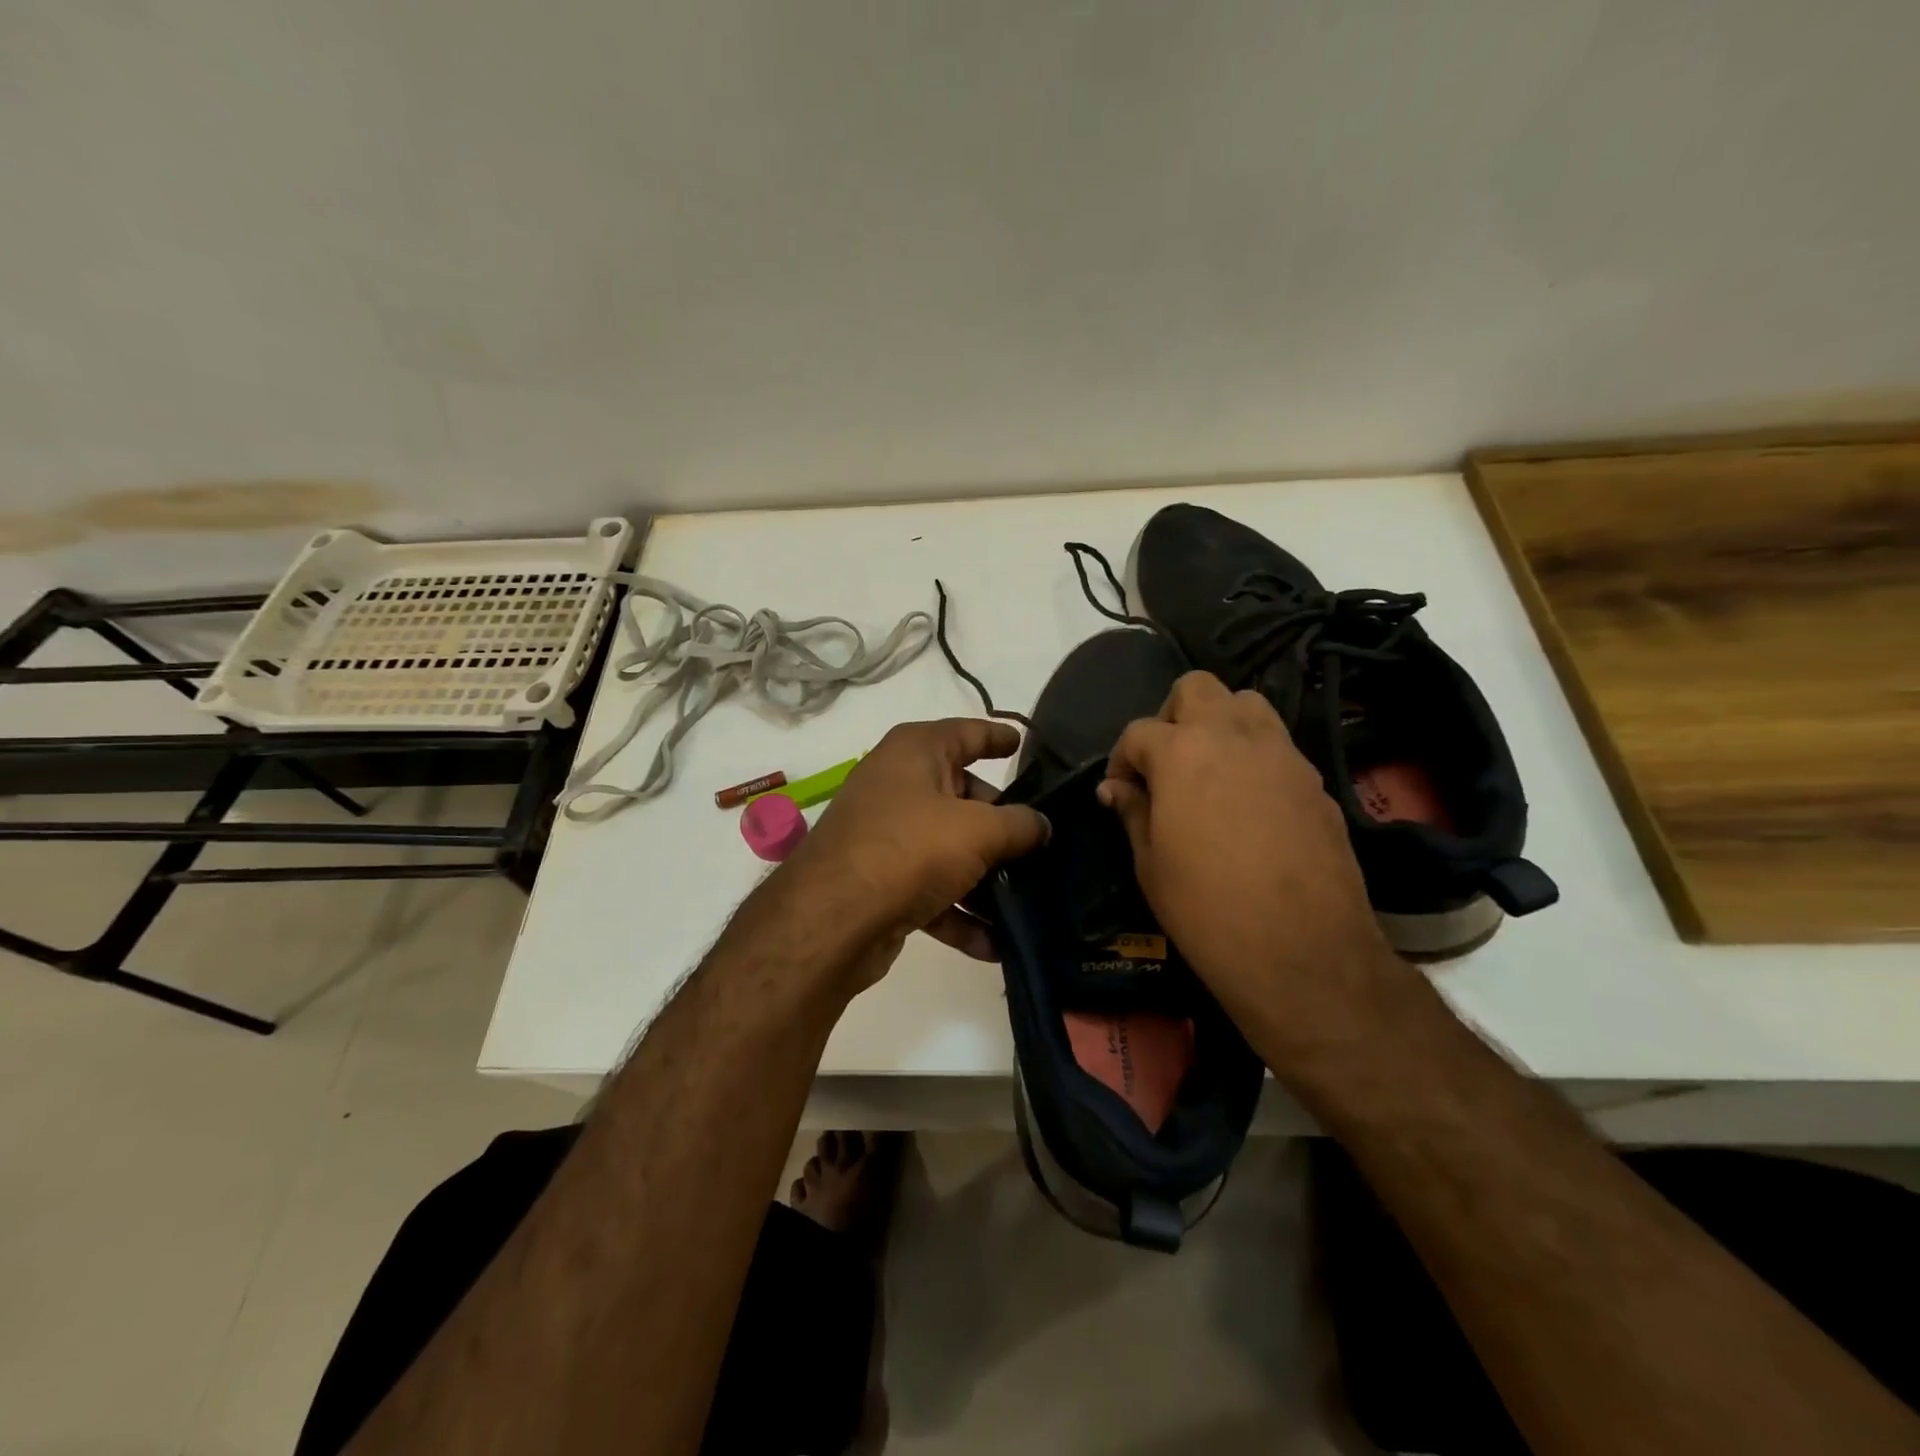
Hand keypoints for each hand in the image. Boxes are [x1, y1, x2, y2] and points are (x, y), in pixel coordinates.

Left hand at [765, 718, 1048, 990]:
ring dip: (984, 876)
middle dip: (1001, 822)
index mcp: (915, 751)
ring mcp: (885, 834)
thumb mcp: (979, 830)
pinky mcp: (879, 880)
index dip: (998, 736)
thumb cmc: (910, 849)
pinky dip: (958, 912)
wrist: (831, 920)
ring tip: (1027, 897)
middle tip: (1041, 842)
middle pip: (962, 795)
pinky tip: (992, 944)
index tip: (1025, 743)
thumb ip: (1020, 824)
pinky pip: (930, 889)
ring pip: (948, 847)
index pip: (967, 732)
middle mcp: (897, 784)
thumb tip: (1041, 825)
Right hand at [1098, 672, 1400, 1057]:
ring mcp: (1282, 753)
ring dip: (1219, 723)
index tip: (1121, 793)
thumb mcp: (1150, 863)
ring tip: (1209, 771)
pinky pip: (1277, 745)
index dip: (1121, 760)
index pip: (1138, 731)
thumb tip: (1115, 789)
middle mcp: (1233, 736)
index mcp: (1182, 752)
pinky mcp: (1315, 779)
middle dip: (1172, 716)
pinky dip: (1254, 755)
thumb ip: (1132, 811)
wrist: (1302, 951)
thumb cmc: (1206, 908)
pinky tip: (1249, 802)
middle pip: (1196, 688)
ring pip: (1246, 703)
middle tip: (1166, 764)